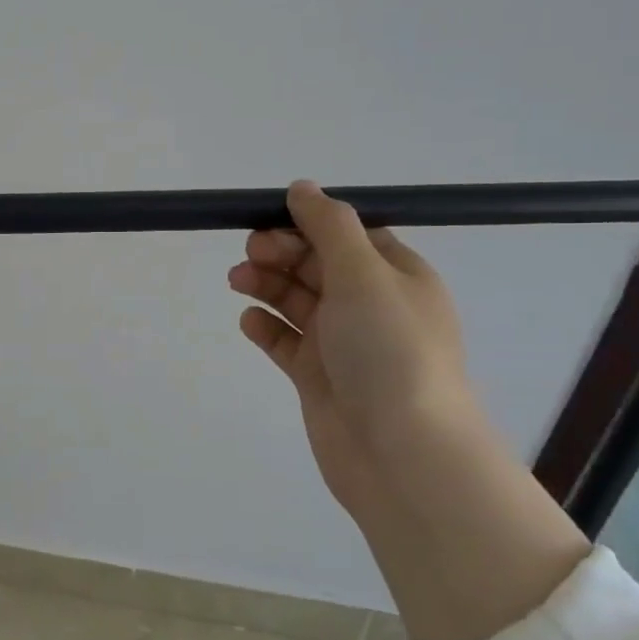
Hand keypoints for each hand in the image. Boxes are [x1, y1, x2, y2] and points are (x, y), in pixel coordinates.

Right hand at [230, 181, 588, 639]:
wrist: (400, 452)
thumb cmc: (389, 351)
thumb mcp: (364, 274)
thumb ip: (329, 227)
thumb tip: (302, 187)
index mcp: (397, 277)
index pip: (348, 236)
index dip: (308, 224)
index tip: (270, 220)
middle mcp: (372, 307)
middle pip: (318, 266)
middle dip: (282, 254)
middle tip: (249, 255)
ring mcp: (344, 345)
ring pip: (298, 302)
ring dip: (268, 286)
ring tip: (238, 283)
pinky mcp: (319, 378)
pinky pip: (287, 342)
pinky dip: (266, 328)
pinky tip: (249, 322)